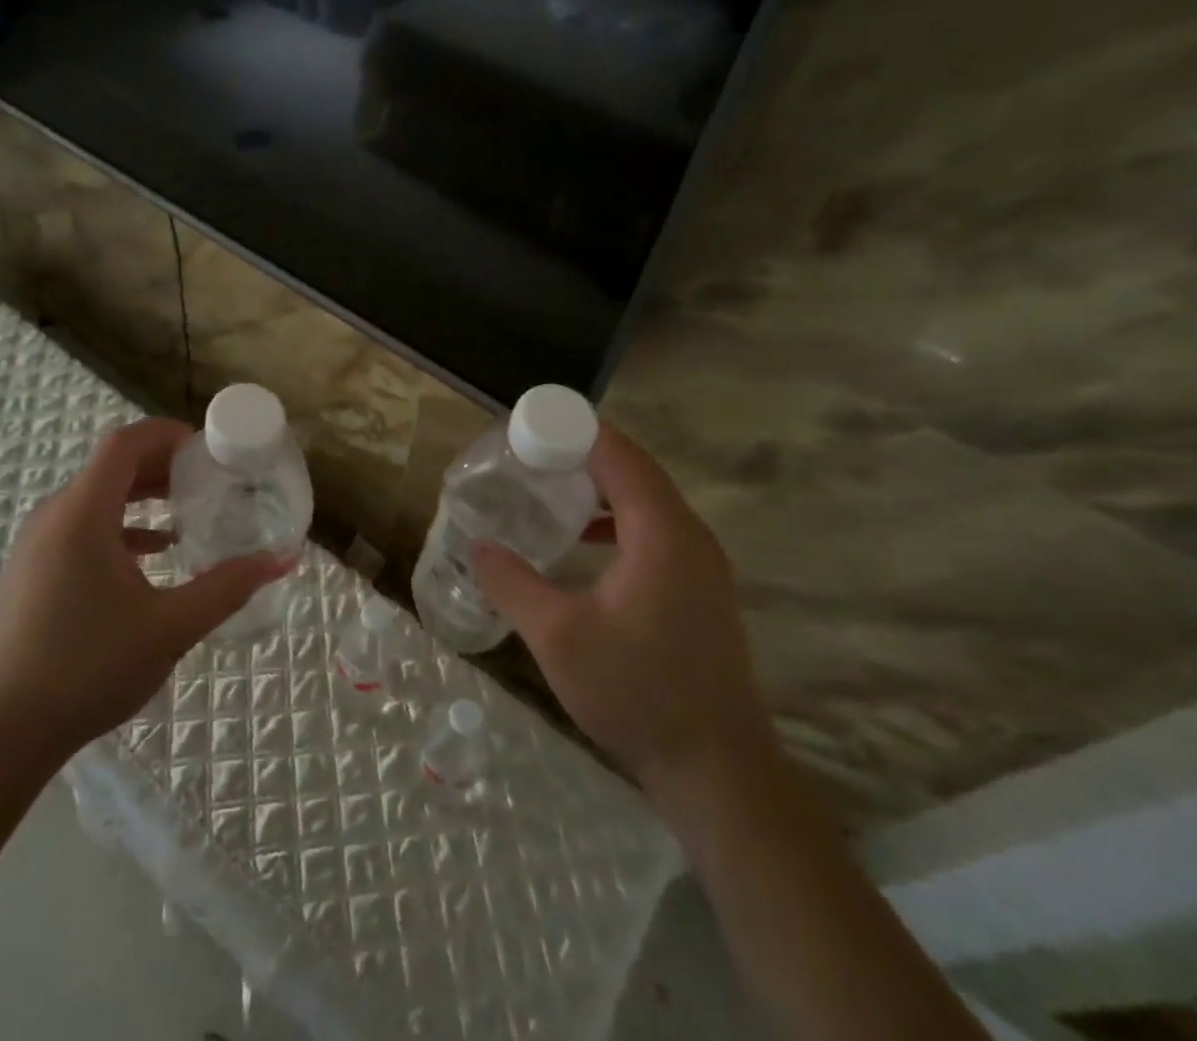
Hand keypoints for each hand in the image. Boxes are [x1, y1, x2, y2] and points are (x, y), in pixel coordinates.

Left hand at [0, 418, 291, 760]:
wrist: (1, 732)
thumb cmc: (87, 669)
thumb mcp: (170, 627)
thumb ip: (227, 587)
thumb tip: (282, 560)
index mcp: (82, 513)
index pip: (124, 443)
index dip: (166, 434)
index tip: (207, 447)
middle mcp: (55, 515)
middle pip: (111, 466)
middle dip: (162, 464)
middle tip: (208, 478)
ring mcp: (38, 543)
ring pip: (96, 497)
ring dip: (141, 495)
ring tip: (187, 510)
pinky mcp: (32, 570)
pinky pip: (82, 526)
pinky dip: (120, 526)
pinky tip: (153, 554)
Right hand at [472, 424, 776, 820]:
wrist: (718, 770)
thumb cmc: (637, 692)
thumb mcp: (557, 636)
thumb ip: (513, 583)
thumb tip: (478, 547)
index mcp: (662, 533)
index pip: (619, 456)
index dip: (576, 432)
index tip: (530, 426)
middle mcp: (690, 536)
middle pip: (635, 471)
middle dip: (583, 455)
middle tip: (530, 454)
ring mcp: (701, 565)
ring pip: (647, 502)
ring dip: (601, 488)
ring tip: (551, 489)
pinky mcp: (699, 590)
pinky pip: (655, 531)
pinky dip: (617, 520)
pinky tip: (582, 543)